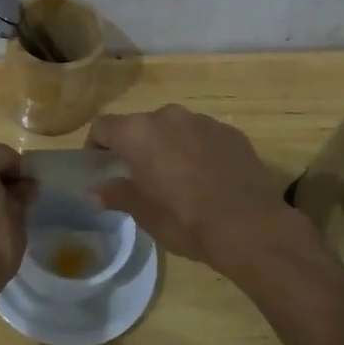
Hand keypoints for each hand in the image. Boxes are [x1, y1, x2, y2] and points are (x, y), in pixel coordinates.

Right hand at [87, 105, 301, 276]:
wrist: (250, 227)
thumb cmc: (185, 220)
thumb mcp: (143, 213)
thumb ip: (116, 194)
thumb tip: (93, 192)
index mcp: (138, 133)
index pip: (102, 126)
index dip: (95, 145)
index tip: (99, 166)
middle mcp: (167, 116)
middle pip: (140, 125)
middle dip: (135, 146)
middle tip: (139, 176)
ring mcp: (202, 121)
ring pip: (174, 129)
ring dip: (168, 146)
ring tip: (176, 178)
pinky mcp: (231, 133)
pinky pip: (203, 136)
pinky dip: (197, 151)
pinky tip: (207, 179)